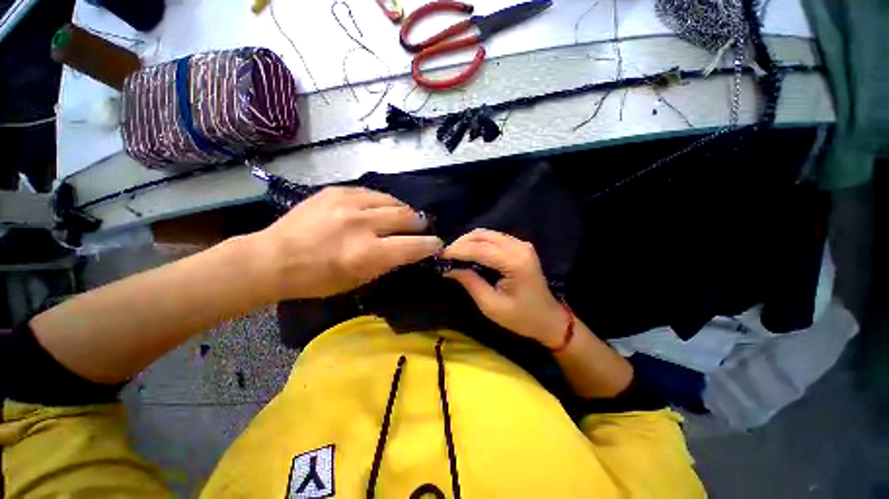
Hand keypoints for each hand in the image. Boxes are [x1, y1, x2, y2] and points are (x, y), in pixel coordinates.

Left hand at [256, 187, 442, 299]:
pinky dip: (382, 202)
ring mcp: (348, 204)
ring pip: (392, 201)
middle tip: (422, 228)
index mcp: (367, 254)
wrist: (272, 258)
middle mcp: (362, 225)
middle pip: (407, 217)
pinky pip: (371, 192)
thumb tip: (408, 250)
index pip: (413, 246)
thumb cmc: (316, 280)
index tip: (437, 244)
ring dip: (403, 210)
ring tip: (404, 216)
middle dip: (420, 224)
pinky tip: (381, 207)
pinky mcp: (336, 191)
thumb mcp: (357, 281)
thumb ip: (387, 263)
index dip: (430, 245)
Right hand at [441, 229, 565, 347]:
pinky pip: (493, 237)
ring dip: (468, 241)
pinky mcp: (520, 246)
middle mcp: (519, 247)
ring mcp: (521, 244)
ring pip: (487, 233)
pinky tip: (469, 253)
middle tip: (445, 256)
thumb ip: (470, 282)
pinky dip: (478, 243)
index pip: (479, 249)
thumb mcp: (491, 305)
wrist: (549, 319)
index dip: (457, 250)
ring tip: (454, 255)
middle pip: (482, 235)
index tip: (439, 256)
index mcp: (515, 262)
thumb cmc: (521, 318)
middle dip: (460, 243)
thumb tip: (448, 268)